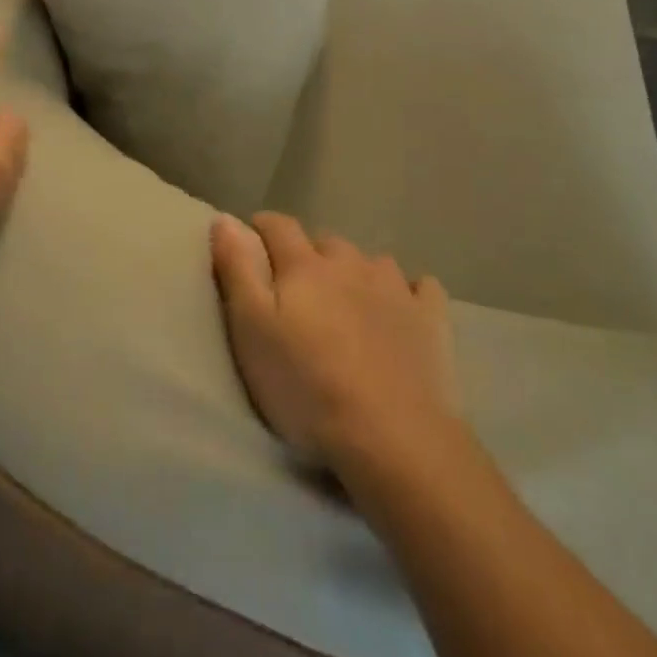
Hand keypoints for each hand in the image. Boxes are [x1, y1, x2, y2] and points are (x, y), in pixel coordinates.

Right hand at [211, 213, 459, 468]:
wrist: (394, 437)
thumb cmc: (308, 387)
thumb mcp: (252, 331)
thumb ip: (238, 270)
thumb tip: (225, 218)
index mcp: (304, 266)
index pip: (278, 226)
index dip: (261, 228)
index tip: (252, 240)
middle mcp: (351, 263)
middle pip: (325, 243)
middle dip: (309, 257)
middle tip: (299, 292)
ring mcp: (396, 288)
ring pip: (371, 262)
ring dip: (356, 273)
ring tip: (349, 304)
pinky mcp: (431, 318)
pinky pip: (422, 287)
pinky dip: (409, 292)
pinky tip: (404, 310)